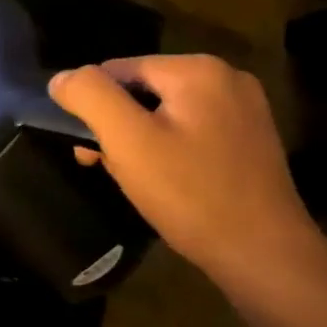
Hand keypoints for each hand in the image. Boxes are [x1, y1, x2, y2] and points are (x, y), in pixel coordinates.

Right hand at [49, 55, 324, 289]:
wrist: (265, 257)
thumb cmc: (191, 195)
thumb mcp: (127, 141)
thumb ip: (89, 96)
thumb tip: (61, 78)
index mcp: (197, 69)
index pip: (116, 70)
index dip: (95, 109)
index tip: (95, 152)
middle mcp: (226, 77)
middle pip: (140, 91)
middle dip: (119, 127)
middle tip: (116, 169)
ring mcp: (243, 109)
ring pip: (163, 113)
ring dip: (140, 142)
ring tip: (142, 181)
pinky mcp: (249, 139)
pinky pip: (189, 131)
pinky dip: (169, 152)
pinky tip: (170, 183)